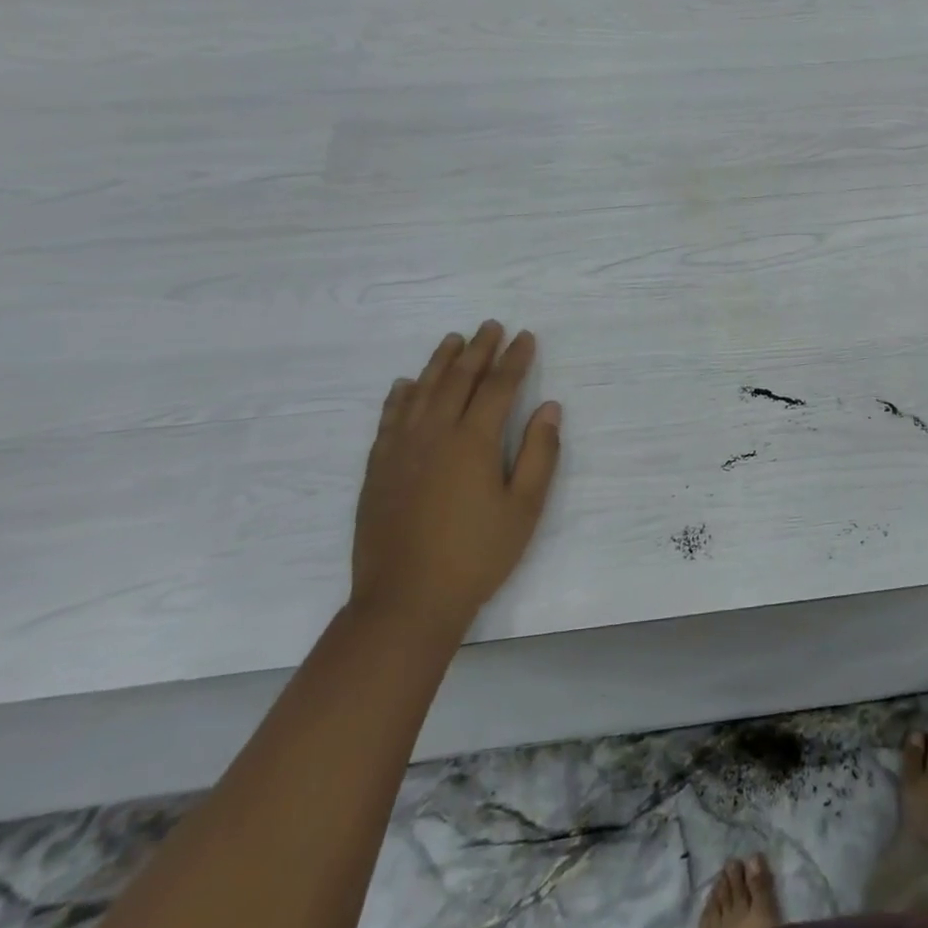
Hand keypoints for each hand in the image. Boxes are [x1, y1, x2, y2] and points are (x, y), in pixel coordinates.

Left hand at [349, 323, 561, 643]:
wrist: (405, 602)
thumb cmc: (477, 555)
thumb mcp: (524, 508)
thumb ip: (540, 453)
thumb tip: (549, 407)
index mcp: (474, 441)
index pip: (499, 387)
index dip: (515, 359)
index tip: (526, 337)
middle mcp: (435, 434)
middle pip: (458, 379)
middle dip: (479, 349)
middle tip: (491, 326)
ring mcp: (401, 449)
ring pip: (421, 391)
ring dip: (440, 362)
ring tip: (453, 339)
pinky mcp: (378, 468)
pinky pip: (390, 418)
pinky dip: (401, 395)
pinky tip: (406, 385)